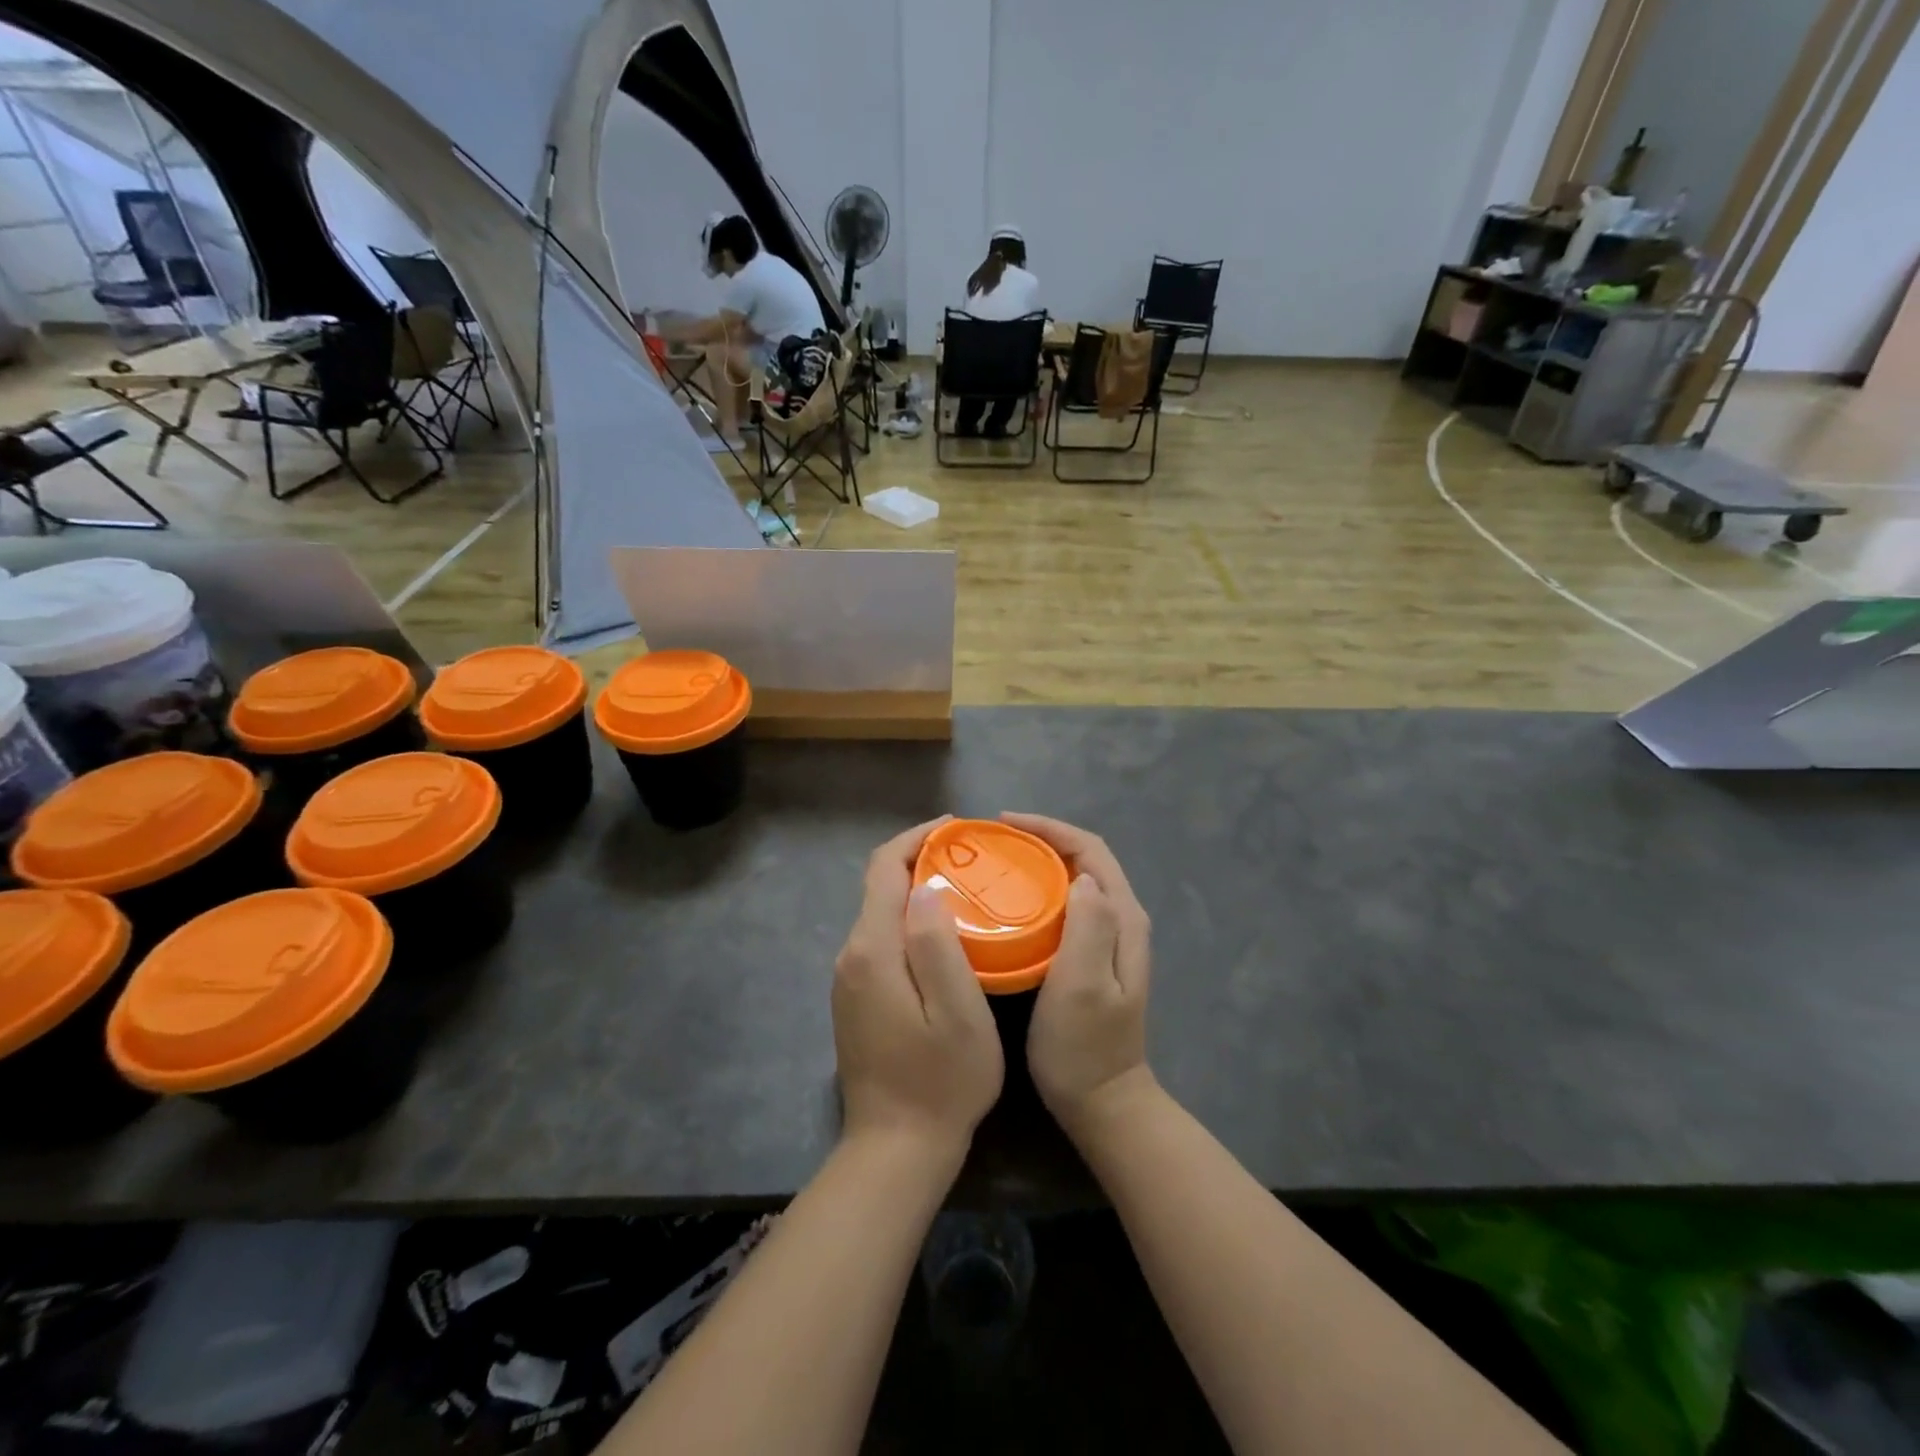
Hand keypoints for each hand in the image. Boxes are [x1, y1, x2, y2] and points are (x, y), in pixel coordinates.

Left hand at [832, 818, 1003, 1157]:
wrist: (895, 1150)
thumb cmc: (940, 1082)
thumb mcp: (957, 1014)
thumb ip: (937, 946)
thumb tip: (924, 888)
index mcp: (873, 950)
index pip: (884, 868)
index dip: (917, 838)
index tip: (957, 830)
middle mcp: (851, 955)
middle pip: (879, 886)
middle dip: (921, 861)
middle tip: (973, 860)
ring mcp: (849, 979)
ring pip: (881, 914)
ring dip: (916, 891)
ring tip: (966, 890)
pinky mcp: (856, 998)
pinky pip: (881, 940)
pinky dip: (909, 922)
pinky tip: (944, 935)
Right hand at [1002, 814, 1156, 1139]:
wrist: (1103, 1103)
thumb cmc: (1085, 1046)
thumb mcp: (1085, 985)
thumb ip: (1090, 927)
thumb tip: (1081, 876)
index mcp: (1122, 917)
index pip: (1090, 849)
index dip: (1049, 829)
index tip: (1004, 824)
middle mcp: (1121, 919)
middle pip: (1083, 859)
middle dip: (1040, 839)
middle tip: (993, 841)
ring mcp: (1109, 938)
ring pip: (1073, 880)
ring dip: (1038, 863)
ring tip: (996, 862)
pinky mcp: (1092, 956)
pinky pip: (1066, 905)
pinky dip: (1039, 891)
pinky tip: (1011, 903)